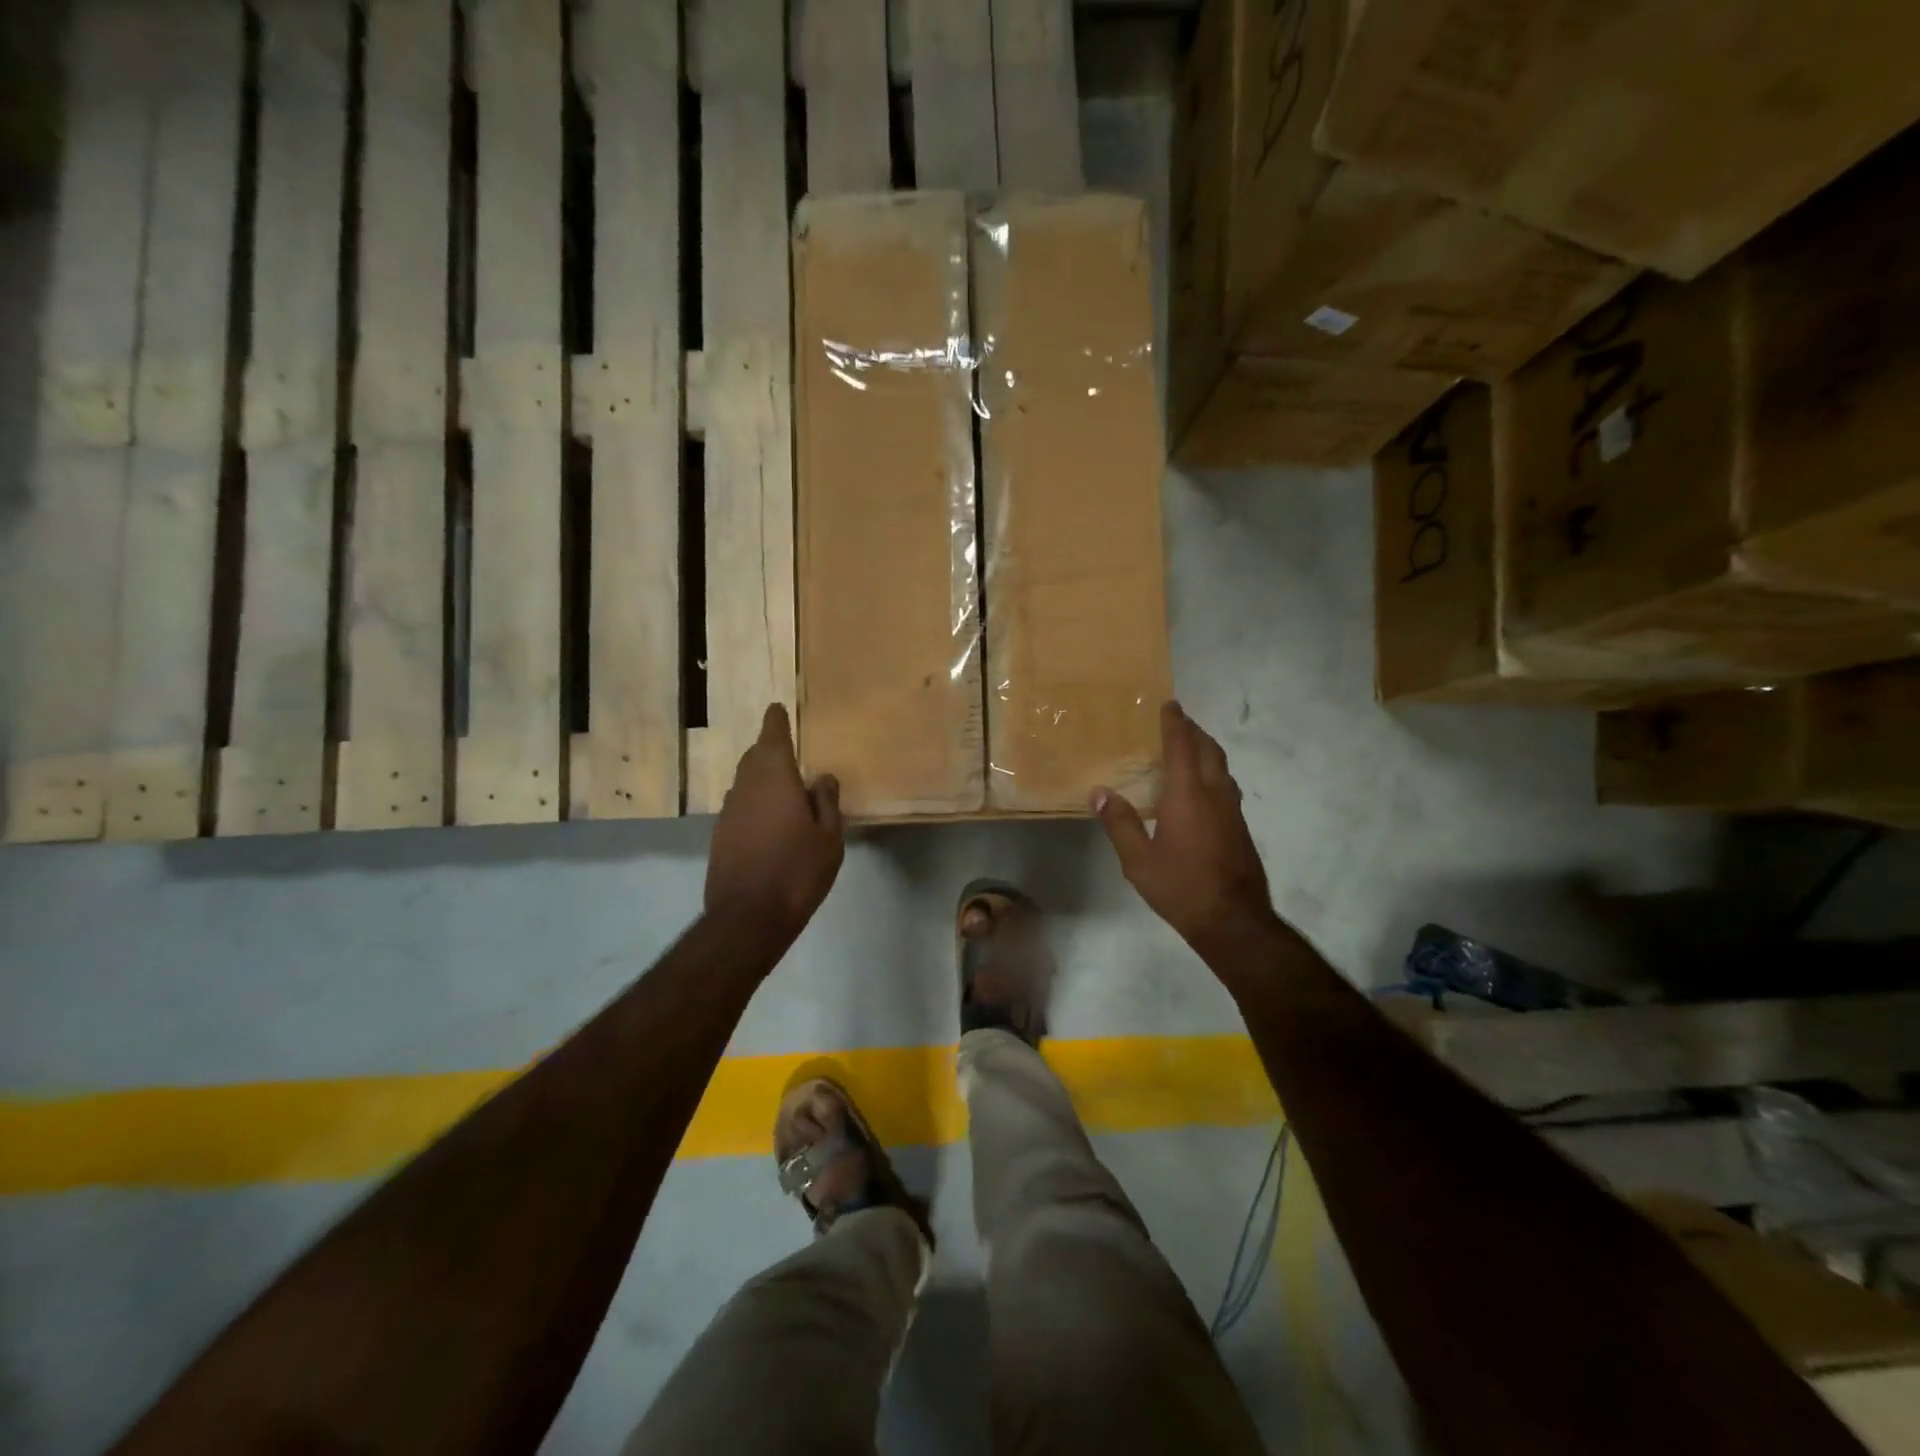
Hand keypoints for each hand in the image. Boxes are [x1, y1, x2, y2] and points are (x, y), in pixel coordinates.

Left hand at [707, 704, 844, 937]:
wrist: (747, 917)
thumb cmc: (797, 871)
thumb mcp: (829, 838)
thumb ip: (826, 801)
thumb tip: (821, 776)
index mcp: (775, 778)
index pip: (772, 736)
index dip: (776, 721)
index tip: (778, 708)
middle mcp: (746, 787)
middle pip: (755, 756)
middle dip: (769, 748)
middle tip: (787, 749)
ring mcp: (728, 811)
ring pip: (745, 782)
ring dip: (762, 777)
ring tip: (782, 787)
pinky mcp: (720, 835)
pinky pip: (740, 805)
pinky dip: (754, 802)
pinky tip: (769, 820)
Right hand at [1093, 702, 1275, 954]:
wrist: (1234, 921)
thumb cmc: (1182, 888)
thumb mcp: (1138, 861)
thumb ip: (1120, 823)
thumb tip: (1100, 792)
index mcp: (1188, 796)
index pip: (1182, 747)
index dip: (1175, 723)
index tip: (1169, 704)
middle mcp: (1215, 794)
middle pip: (1208, 750)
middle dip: (1194, 731)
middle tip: (1177, 721)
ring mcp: (1232, 811)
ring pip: (1221, 767)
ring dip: (1205, 750)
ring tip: (1187, 748)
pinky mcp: (1239, 827)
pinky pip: (1225, 785)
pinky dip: (1211, 772)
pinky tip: (1198, 789)